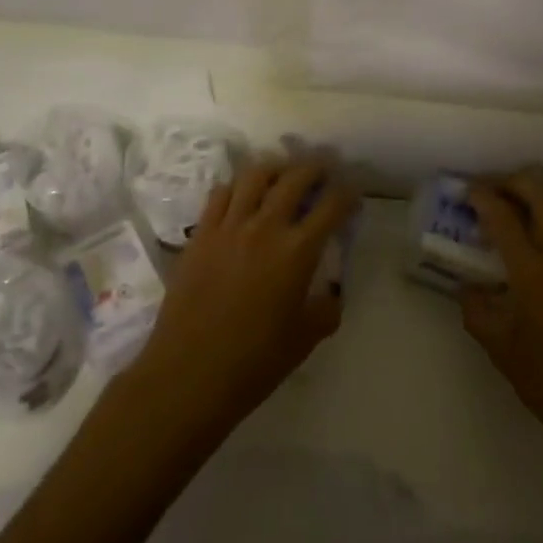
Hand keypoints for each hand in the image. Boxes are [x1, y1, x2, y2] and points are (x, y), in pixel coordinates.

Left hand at [123, 158, 358, 449]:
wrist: (188, 375)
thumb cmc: (254, 362)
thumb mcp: (306, 338)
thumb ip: (327, 307)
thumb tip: (331, 291)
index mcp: (298, 252)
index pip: (332, 206)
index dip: (348, 192)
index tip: (353, 190)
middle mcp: (265, 227)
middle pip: (295, 178)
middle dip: (315, 167)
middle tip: (324, 168)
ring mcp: (229, 227)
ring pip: (255, 176)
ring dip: (275, 168)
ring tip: (283, 173)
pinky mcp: (200, 235)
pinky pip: (220, 194)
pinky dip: (237, 186)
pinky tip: (243, 194)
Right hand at [464, 174, 542, 485]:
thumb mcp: (501, 350)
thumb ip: (477, 311)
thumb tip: (467, 287)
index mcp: (533, 274)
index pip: (504, 219)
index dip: (483, 198)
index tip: (469, 190)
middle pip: (542, 197)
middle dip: (516, 183)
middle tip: (498, 188)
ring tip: (532, 199)